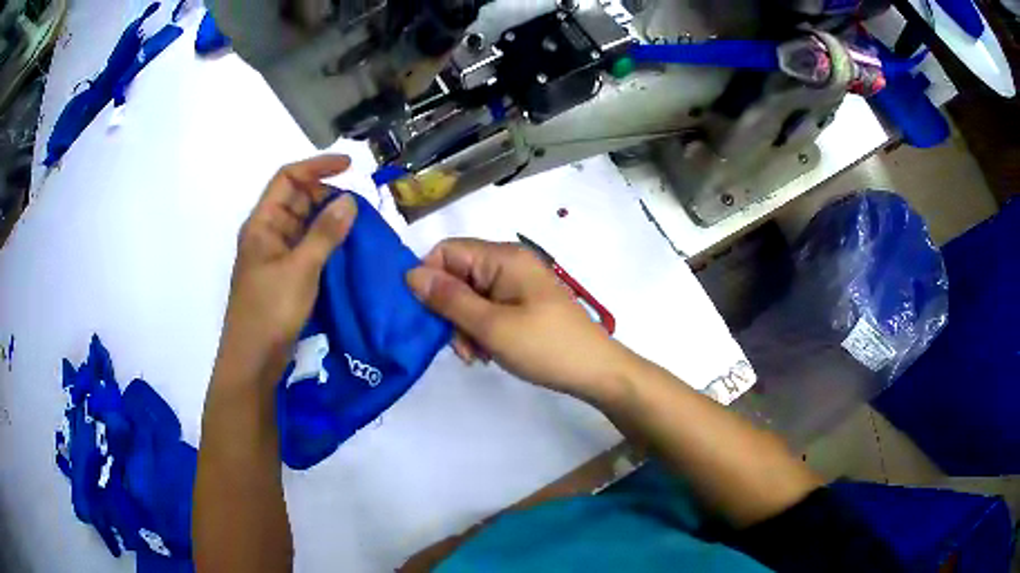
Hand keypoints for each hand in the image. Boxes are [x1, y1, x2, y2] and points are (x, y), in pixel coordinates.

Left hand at [218, 155, 357, 383]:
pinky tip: (344, 249)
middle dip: (326, 195)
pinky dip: (324, 243)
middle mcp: (266, 233)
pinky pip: (305, 247)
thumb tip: (349, 200)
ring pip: (302, 224)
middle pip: (295, 199)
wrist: (253, 361)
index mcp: (262, 223)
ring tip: (358, 225)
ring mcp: (273, 256)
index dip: (317, 166)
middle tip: (358, 205)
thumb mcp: (301, 269)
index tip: (349, 167)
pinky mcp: (282, 276)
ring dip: (327, 220)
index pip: (287, 178)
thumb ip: (325, 233)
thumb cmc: (270, 311)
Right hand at [406, 238, 628, 400]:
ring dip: (464, 326)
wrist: (595, 371)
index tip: (427, 316)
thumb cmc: (545, 346)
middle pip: (457, 275)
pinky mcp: (522, 303)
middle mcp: (508, 263)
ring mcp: (516, 284)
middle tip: (460, 346)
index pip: (447, 251)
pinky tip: (487, 353)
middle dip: (449, 311)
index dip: (430, 279)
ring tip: (476, 355)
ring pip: (469, 296)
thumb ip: (449, 299)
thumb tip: (410, 274)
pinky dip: (480, 330)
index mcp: (502, 257)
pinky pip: (487, 308)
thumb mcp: (491, 326)